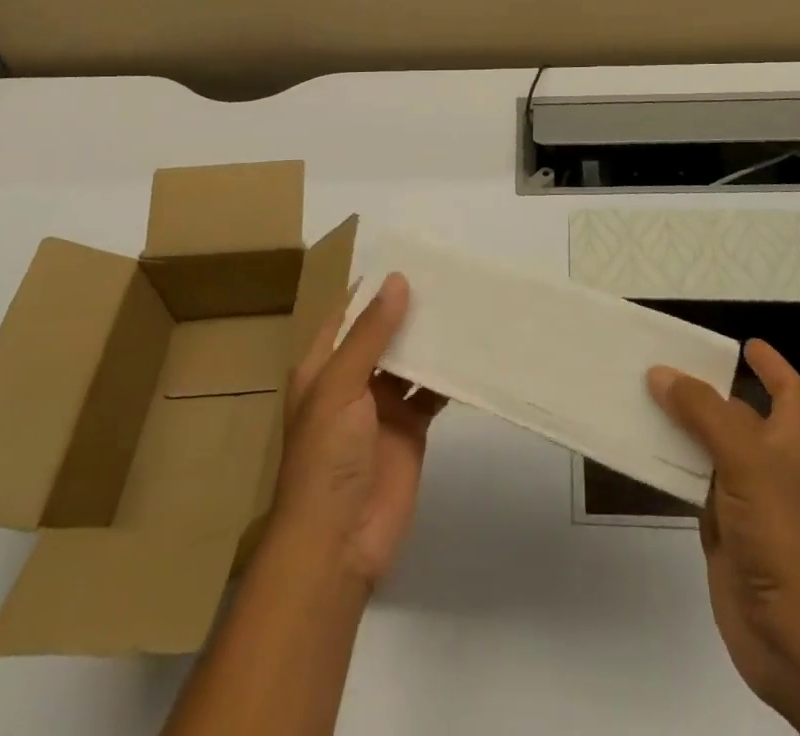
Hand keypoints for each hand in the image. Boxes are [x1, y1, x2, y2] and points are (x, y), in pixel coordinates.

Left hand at [272, 273, 445, 591]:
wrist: (338, 544)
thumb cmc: (325, 457)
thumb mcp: (340, 387)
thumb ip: (371, 335)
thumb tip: (398, 280)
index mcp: (324, 365)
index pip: (349, 314)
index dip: (375, 287)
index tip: (410, 256)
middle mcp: (354, 379)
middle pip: (384, 333)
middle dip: (411, 307)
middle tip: (450, 273)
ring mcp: (384, 405)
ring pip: (411, 359)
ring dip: (433, 337)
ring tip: (467, 302)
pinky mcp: (412, 428)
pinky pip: (433, 392)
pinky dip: (450, 375)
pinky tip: (474, 351)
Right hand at [648, 340, 799, 721]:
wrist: (791, 635)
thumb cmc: (780, 533)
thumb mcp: (744, 459)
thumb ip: (703, 413)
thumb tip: (662, 373)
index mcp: (789, 442)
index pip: (789, 393)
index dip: (772, 367)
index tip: (745, 344)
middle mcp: (769, 465)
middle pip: (737, 415)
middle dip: (707, 390)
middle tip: (663, 363)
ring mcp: (745, 499)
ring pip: (708, 448)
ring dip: (681, 424)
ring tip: (641, 396)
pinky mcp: (722, 529)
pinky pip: (691, 483)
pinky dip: (670, 464)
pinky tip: (642, 450)